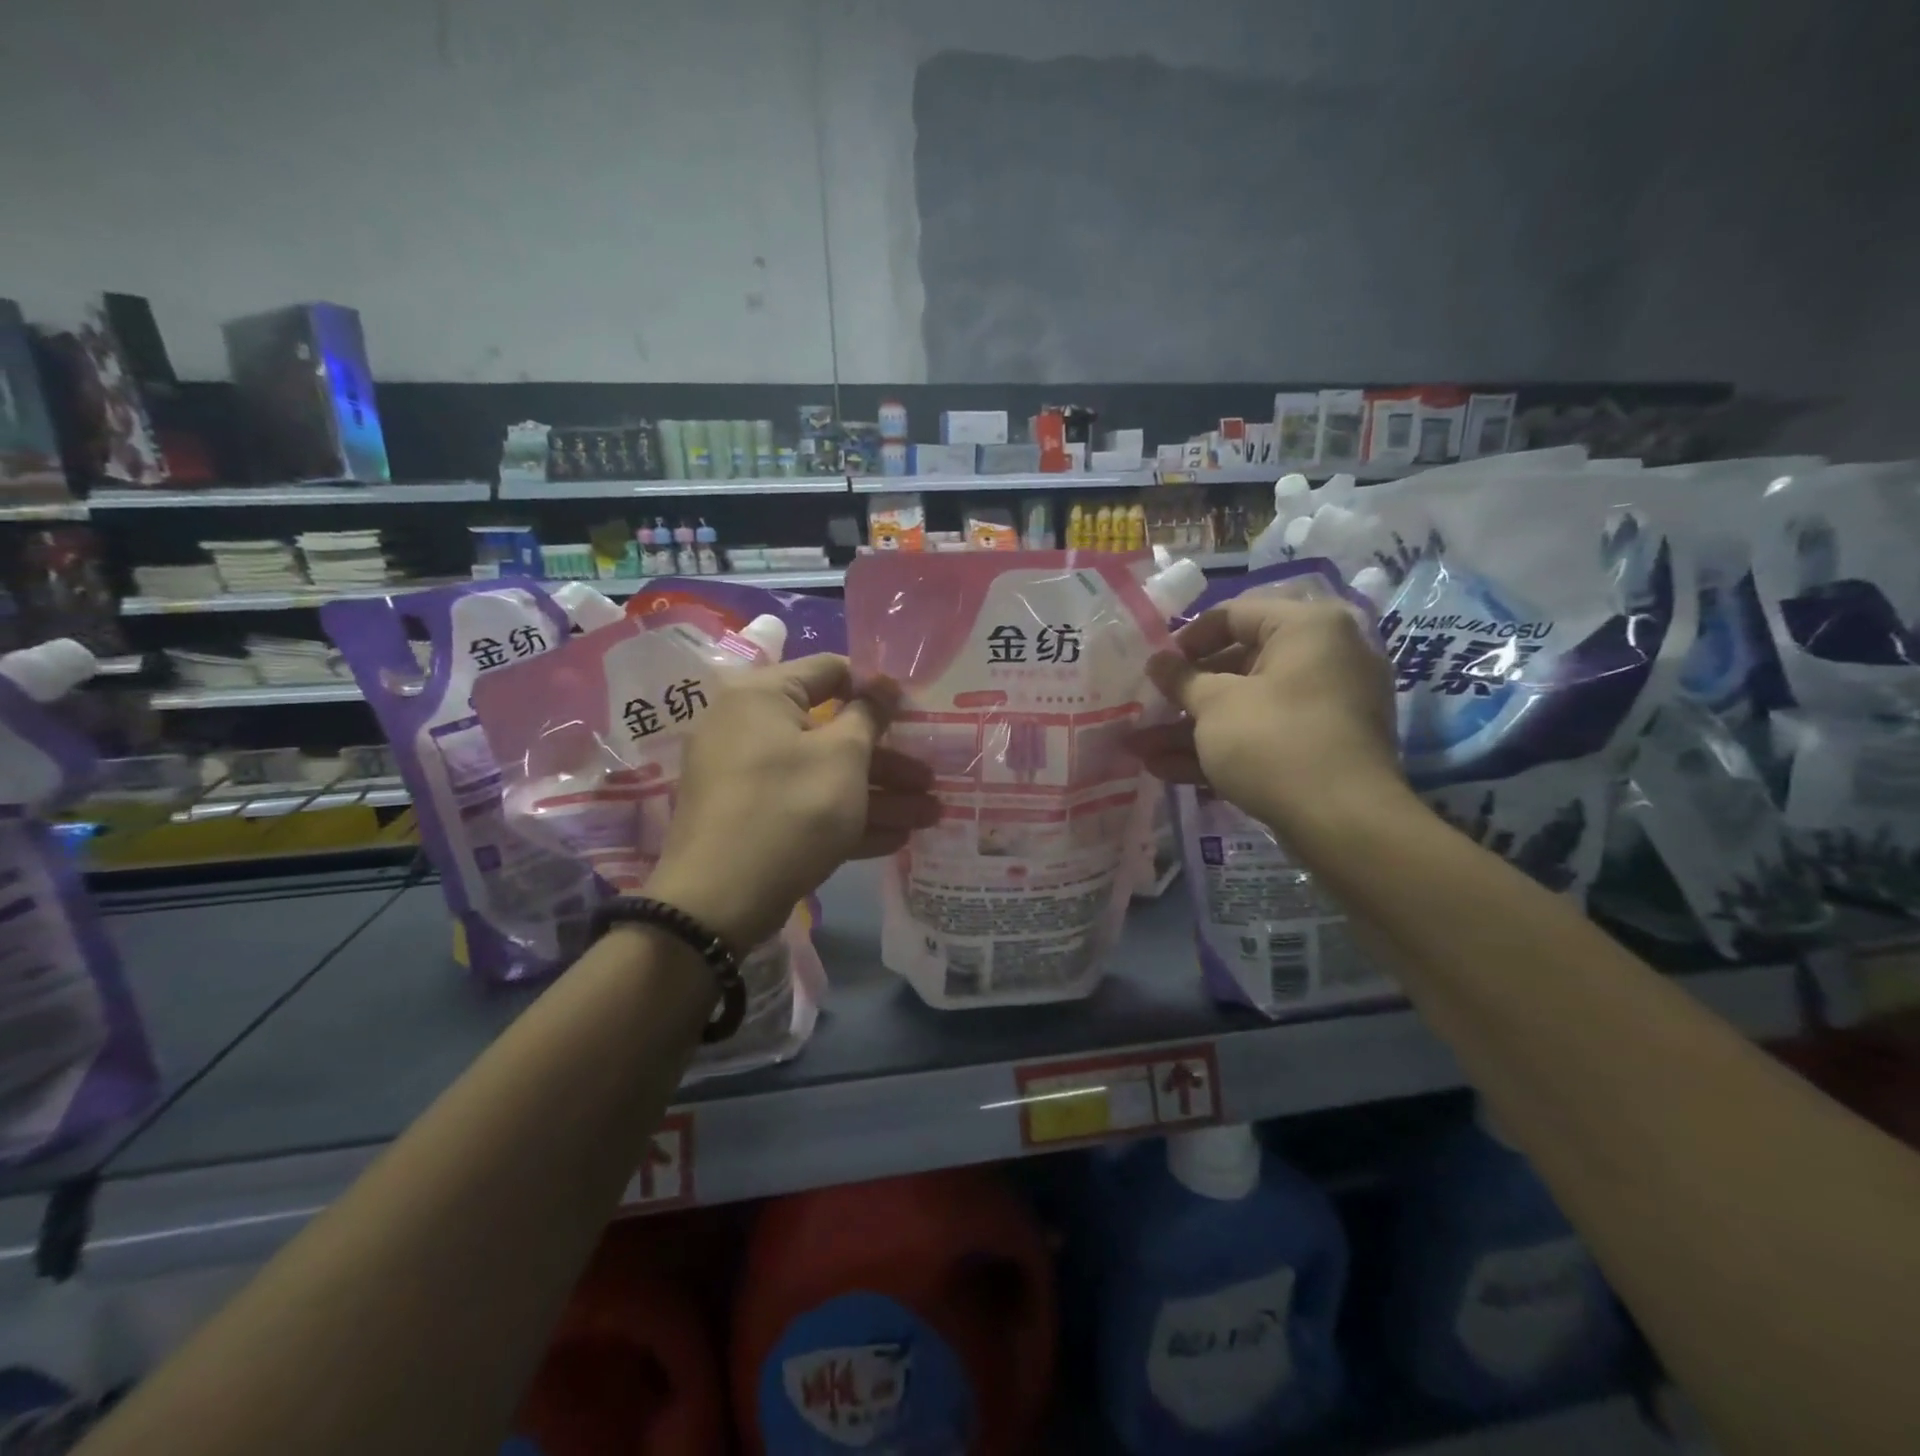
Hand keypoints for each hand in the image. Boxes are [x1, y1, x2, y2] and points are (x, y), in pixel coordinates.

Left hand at [647, 655, 937, 947]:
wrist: (717, 903)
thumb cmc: (789, 809)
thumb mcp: (842, 757)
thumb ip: (869, 716)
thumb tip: (883, 684)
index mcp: (763, 695)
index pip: (830, 670)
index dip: (877, 688)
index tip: (915, 712)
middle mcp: (750, 728)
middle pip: (832, 731)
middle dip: (888, 758)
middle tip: (931, 777)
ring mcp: (748, 778)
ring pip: (824, 775)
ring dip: (879, 794)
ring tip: (931, 814)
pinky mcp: (752, 820)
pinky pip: (806, 806)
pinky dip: (848, 817)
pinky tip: (896, 838)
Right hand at [1127, 596, 1403, 836]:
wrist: (1343, 823)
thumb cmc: (1274, 741)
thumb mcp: (1215, 705)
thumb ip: (1180, 679)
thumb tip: (1157, 661)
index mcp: (1307, 627)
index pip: (1233, 615)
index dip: (1186, 640)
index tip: (1156, 668)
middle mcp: (1324, 657)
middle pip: (1238, 665)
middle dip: (1184, 696)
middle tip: (1146, 711)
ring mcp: (1325, 707)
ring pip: (1246, 707)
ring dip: (1192, 728)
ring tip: (1140, 749)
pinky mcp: (1320, 748)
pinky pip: (1263, 735)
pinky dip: (1221, 748)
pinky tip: (1167, 770)